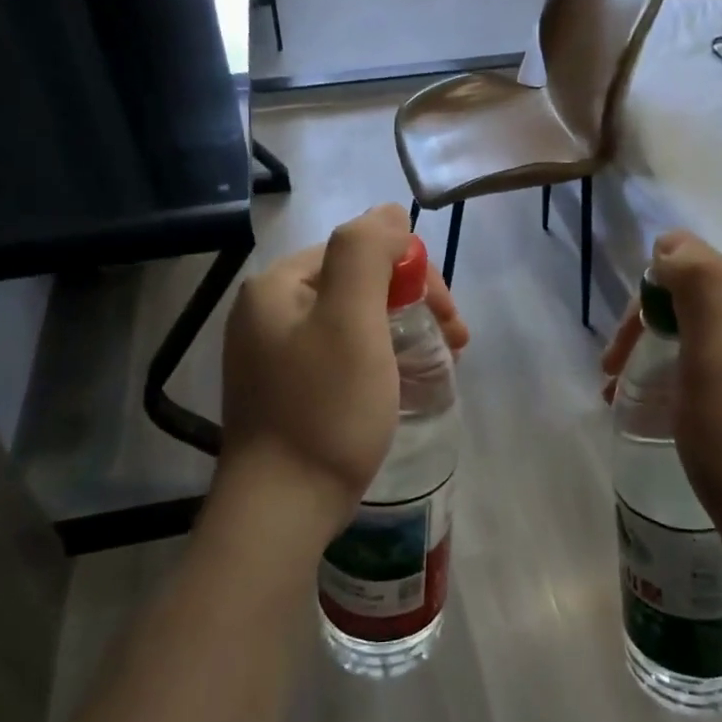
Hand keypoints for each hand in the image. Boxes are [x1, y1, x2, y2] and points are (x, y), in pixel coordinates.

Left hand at [218, 205, 467, 549]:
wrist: (280, 510)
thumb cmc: (324, 409)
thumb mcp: (351, 319)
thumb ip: (367, 251)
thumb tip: (389, 211)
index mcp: (278, 286)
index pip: (361, 252)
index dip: (415, 276)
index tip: (450, 320)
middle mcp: (267, 312)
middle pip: (356, 285)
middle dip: (412, 305)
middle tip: (455, 344)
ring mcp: (271, 355)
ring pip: (352, 322)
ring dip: (401, 332)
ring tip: (438, 366)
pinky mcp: (284, 391)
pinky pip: (340, 355)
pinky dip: (377, 359)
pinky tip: (399, 384)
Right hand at [602, 231, 721, 598]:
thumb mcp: (718, 360)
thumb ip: (700, 286)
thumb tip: (673, 239)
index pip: (706, 283)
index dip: (651, 313)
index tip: (614, 361)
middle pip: (715, 314)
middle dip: (659, 341)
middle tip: (618, 386)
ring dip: (675, 368)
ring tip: (642, 407)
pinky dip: (703, 391)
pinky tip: (688, 422)